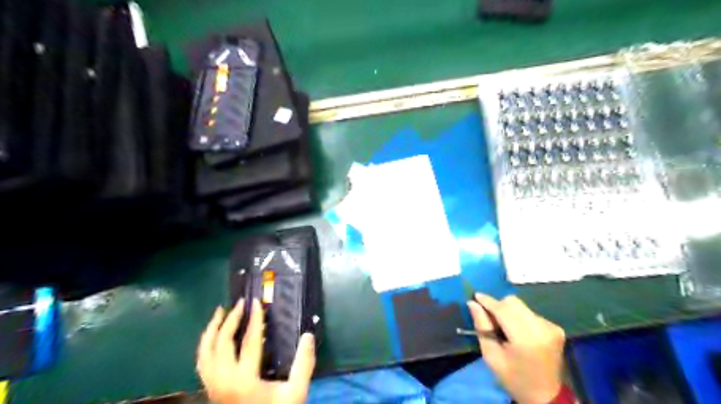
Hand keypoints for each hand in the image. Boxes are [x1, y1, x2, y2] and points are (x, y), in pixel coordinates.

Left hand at [196, 299, 313, 401]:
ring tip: (219, 312)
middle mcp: (223, 380)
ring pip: (204, 352)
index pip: (249, 341)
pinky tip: (212, 337)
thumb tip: (308, 335)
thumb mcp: (295, 393)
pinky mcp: (210, 390)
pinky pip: (201, 362)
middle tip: (240, 303)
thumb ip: (303, 364)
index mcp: (244, 380)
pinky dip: (205, 345)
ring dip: (211, 329)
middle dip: (230, 319)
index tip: (256, 302)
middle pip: (221, 342)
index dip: (254, 319)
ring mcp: (212, 386)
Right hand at [471, 293, 565, 402]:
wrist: (545, 397)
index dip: (488, 301)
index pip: (503, 309)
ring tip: (504, 327)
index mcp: (526, 339)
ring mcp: (551, 327)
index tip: (475, 296)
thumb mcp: (491, 356)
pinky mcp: (555, 328)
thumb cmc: (513, 378)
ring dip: (509, 311)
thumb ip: (482, 327)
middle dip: (498, 305)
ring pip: (521, 306)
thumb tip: (472, 303)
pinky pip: (530, 313)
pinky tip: (517, 332)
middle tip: (489, 317)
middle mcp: (542, 328)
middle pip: (513, 303)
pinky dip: (520, 318)